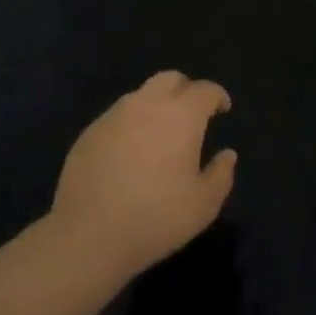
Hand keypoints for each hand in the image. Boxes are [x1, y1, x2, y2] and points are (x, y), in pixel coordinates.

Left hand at [50, 71, 237, 277]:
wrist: (88, 235)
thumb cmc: (156, 218)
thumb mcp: (203, 205)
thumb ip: (221, 175)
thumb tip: (227, 155)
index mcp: (181, 115)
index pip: (205, 90)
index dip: (217, 96)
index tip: (223, 108)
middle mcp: (147, 104)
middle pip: (170, 79)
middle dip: (186, 89)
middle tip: (192, 113)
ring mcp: (114, 116)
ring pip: (141, 95)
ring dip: (156, 105)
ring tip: (160, 133)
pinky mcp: (89, 132)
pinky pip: (117, 116)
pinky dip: (131, 123)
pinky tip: (130, 151)